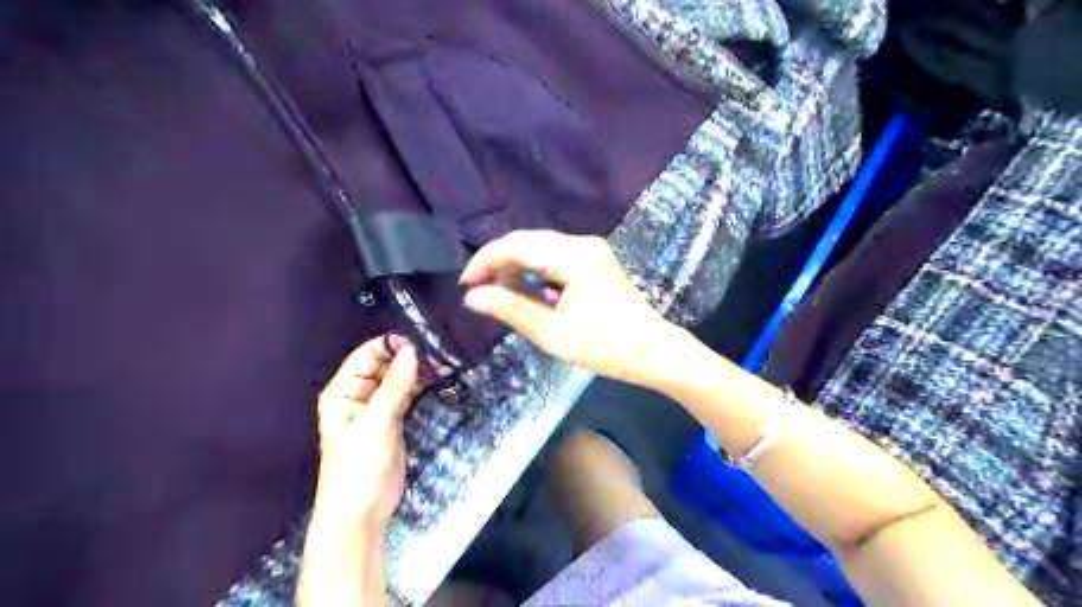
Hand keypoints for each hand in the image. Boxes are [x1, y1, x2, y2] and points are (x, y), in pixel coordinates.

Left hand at [314, 335, 420, 527]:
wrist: (360, 514)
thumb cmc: (359, 468)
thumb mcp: (377, 423)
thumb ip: (395, 386)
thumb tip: (411, 350)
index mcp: (343, 391)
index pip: (367, 355)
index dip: (391, 345)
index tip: (420, 341)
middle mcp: (358, 395)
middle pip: (384, 365)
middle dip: (409, 357)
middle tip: (439, 352)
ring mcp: (376, 408)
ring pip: (398, 379)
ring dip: (418, 371)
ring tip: (443, 363)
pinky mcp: (392, 421)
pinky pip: (407, 395)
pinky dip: (420, 386)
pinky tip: (438, 379)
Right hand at [461, 230, 687, 390]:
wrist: (654, 352)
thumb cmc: (607, 347)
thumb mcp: (554, 333)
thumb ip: (511, 310)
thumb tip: (472, 297)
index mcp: (573, 256)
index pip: (516, 245)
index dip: (485, 261)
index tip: (465, 285)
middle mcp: (582, 244)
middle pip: (526, 242)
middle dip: (498, 264)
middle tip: (478, 292)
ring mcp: (590, 251)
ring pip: (539, 250)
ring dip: (516, 269)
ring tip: (500, 297)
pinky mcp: (593, 262)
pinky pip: (553, 259)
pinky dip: (534, 274)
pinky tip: (528, 295)